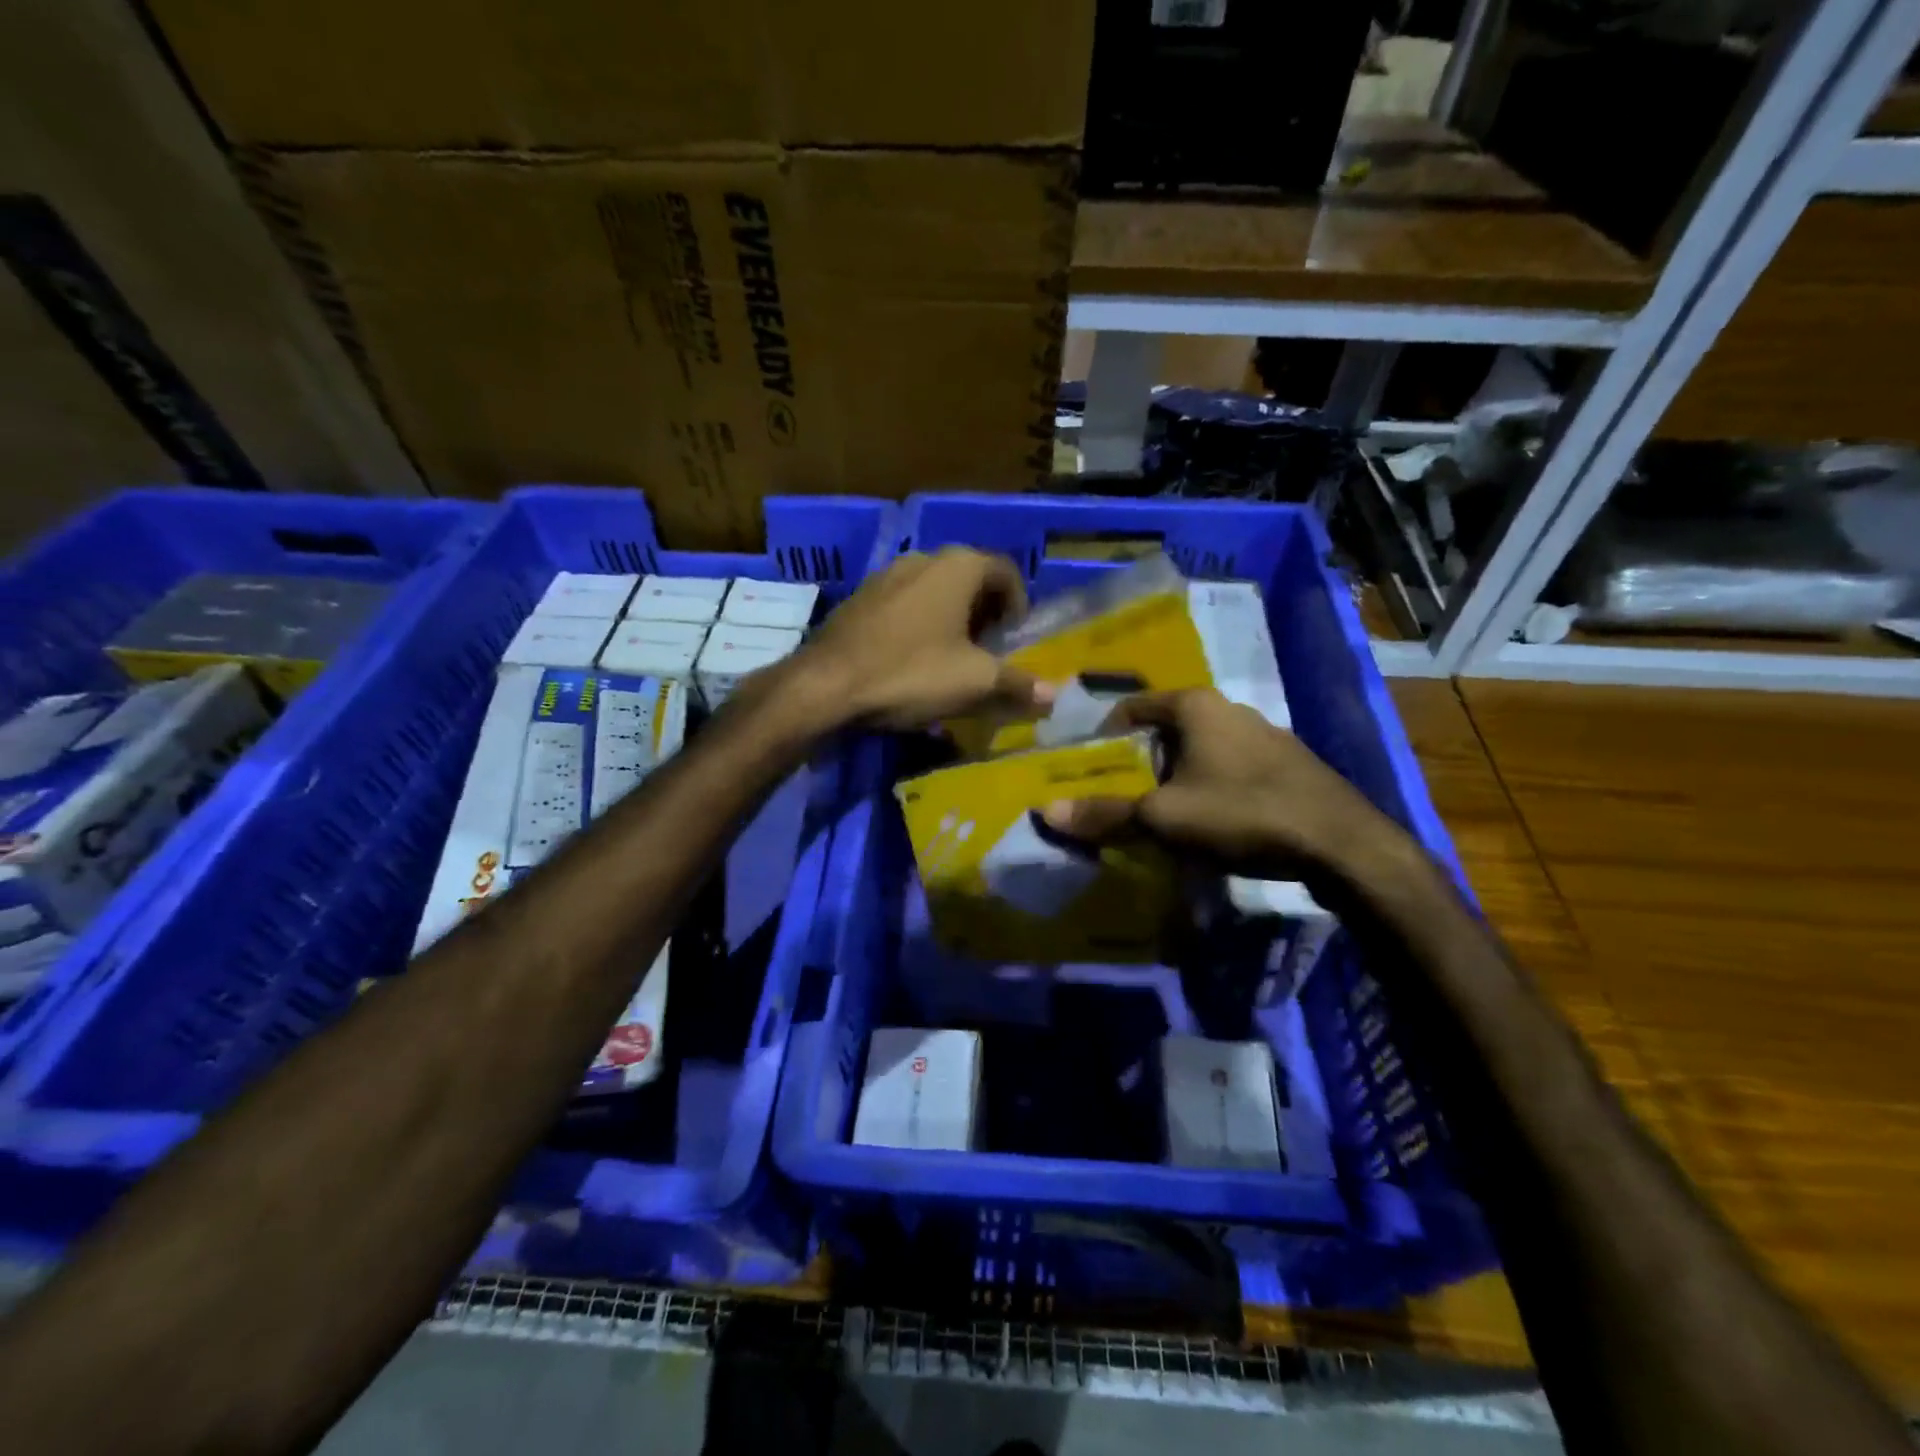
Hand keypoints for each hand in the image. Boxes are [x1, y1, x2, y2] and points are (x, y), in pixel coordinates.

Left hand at [793, 548, 1054, 731]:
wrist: (827, 685)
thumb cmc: (911, 673)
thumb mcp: (974, 683)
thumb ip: (1018, 684)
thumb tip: (1055, 695)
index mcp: (959, 566)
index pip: (1007, 572)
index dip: (1019, 605)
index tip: (1015, 641)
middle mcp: (923, 558)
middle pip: (971, 579)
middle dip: (986, 614)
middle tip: (989, 652)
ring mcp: (886, 575)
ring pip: (935, 591)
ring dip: (952, 619)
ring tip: (952, 659)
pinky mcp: (860, 598)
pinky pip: (905, 605)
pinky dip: (920, 624)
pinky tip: (912, 660)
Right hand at [1041, 689, 1408, 882]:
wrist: (1340, 843)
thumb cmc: (1241, 812)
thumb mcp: (1163, 817)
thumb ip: (1105, 813)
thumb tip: (1048, 811)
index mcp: (1195, 706)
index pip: (1133, 706)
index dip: (1104, 733)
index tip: (1088, 764)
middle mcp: (1229, 708)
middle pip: (1166, 728)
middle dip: (1140, 759)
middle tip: (1119, 792)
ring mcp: (1265, 734)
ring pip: (1201, 749)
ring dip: (1177, 774)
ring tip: (1160, 810)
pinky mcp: (1288, 764)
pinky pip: (1231, 767)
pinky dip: (1210, 785)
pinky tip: (1211, 820)